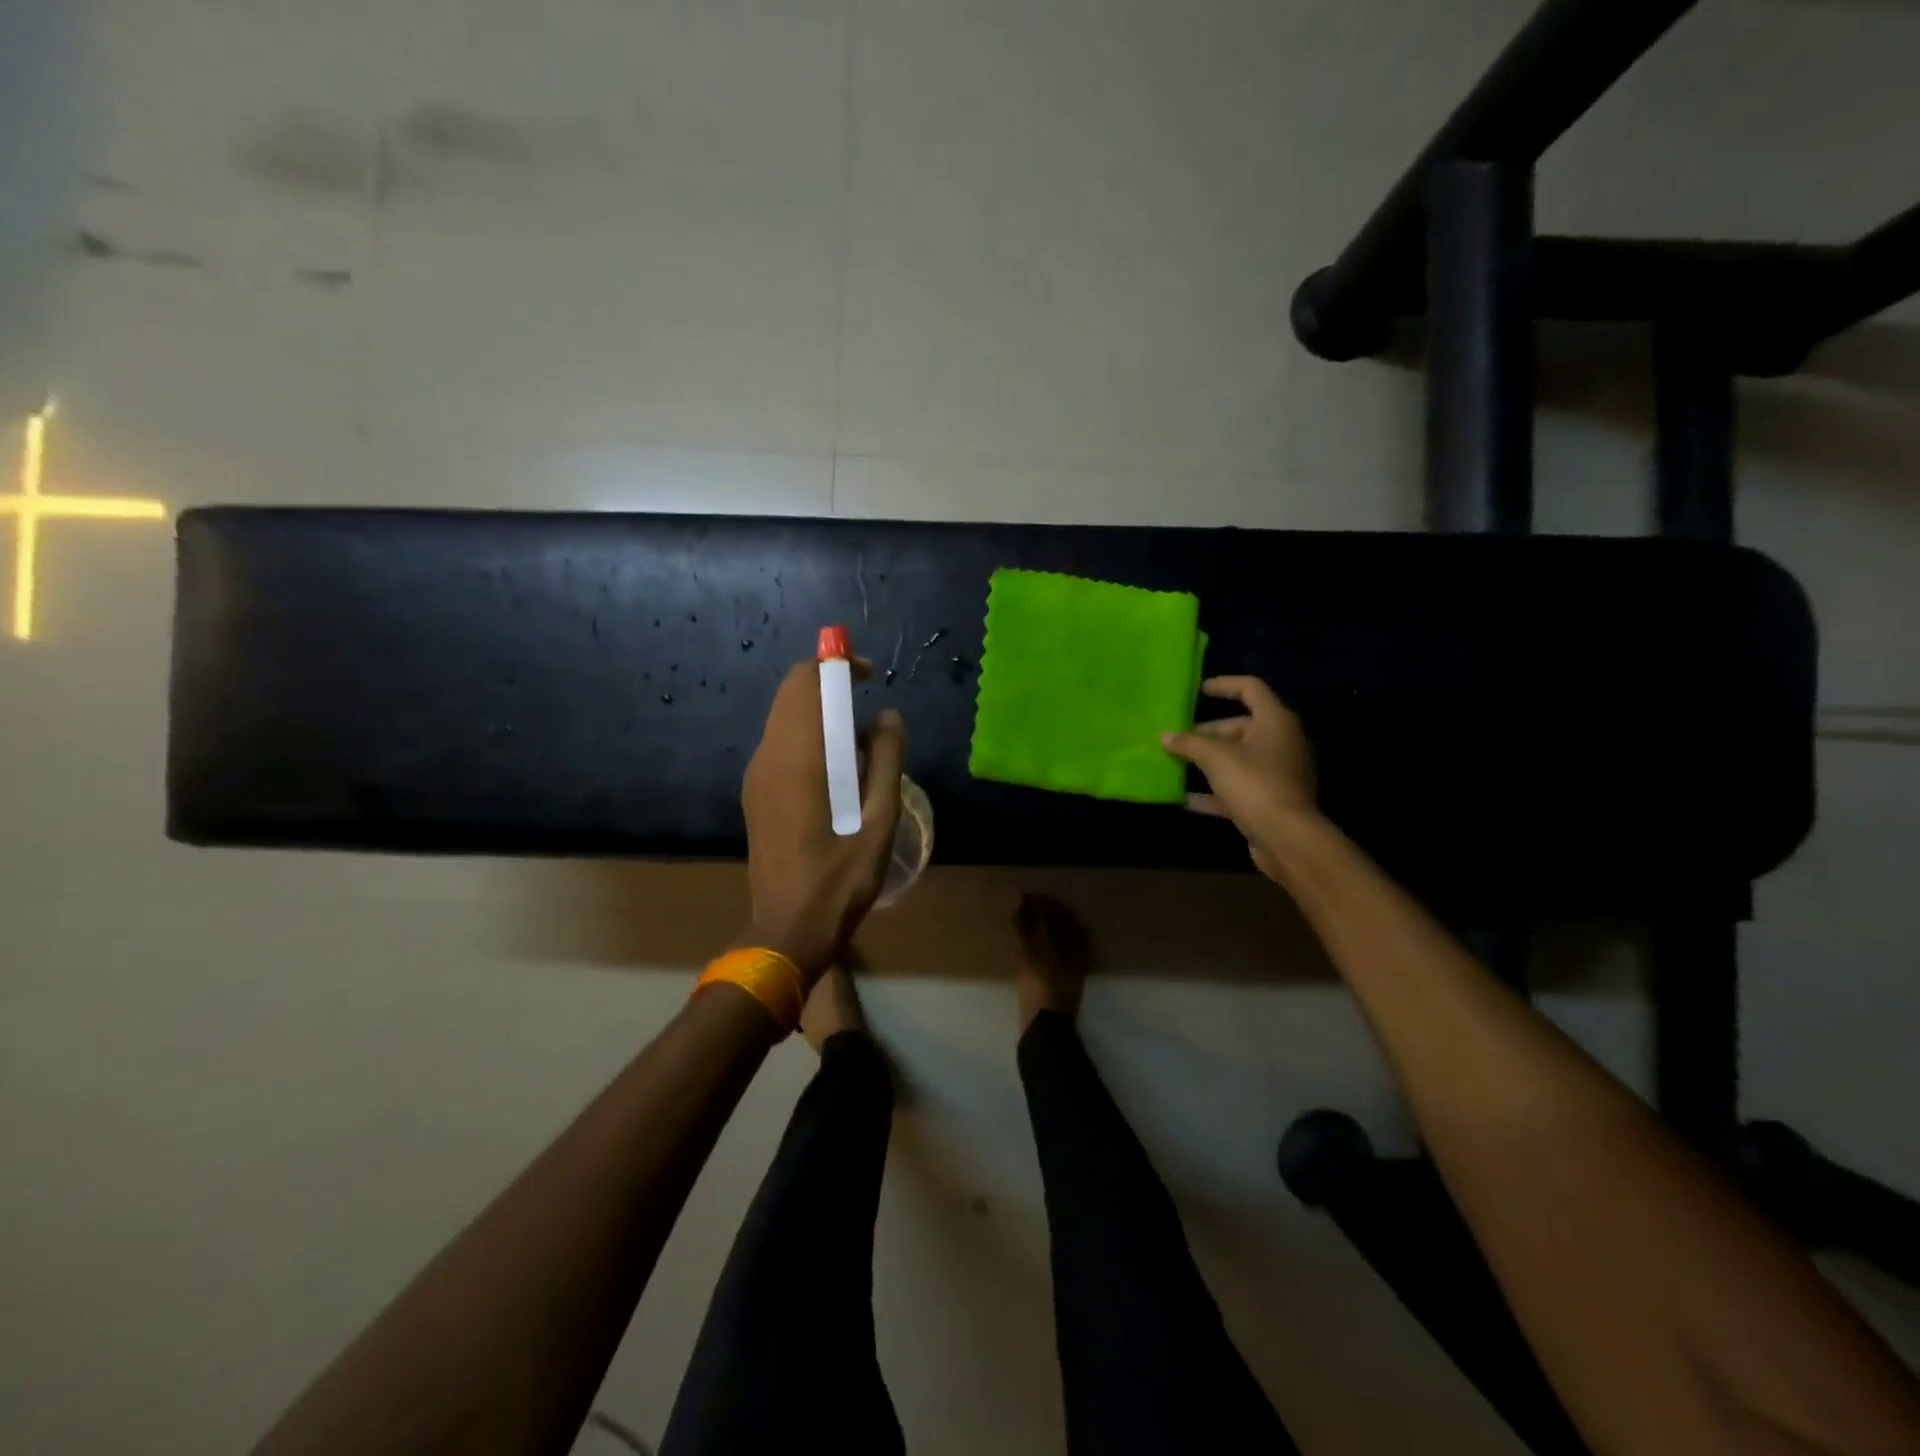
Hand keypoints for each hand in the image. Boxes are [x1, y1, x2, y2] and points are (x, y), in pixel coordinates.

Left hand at [739, 656, 905, 984]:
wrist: (787, 930)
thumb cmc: (839, 881)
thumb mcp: (879, 822)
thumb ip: (887, 762)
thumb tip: (888, 717)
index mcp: (797, 758)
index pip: (805, 682)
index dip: (835, 665)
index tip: (868, 677)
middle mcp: (768, 757)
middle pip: (791, 693)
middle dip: (828, 685)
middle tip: (868, 709)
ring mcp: (756, 775)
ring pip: (784, 717)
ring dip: (819, 712)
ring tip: (859, 741)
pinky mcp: (755, 792)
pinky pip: (780, 742)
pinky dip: (807, 734)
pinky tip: (836, 769)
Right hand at [1162, 676, 1317, 880]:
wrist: (1286, 837)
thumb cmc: (1254, 783)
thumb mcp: (1215, 757)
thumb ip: (1188, 743)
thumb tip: (1165, 736)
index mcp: (1275, 721)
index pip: (1251, 689)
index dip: (1224, 685)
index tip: (1198, 690)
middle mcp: (1282, 742)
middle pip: (1242, 726)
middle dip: (1209, 731)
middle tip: (1180, 737)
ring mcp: (1278, 773)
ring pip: (1239, 758)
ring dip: (1209, 760)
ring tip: (1178, 762)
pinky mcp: (1271, 800)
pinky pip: (1238, 787)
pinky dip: (1215, 790)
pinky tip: (1186, 799)